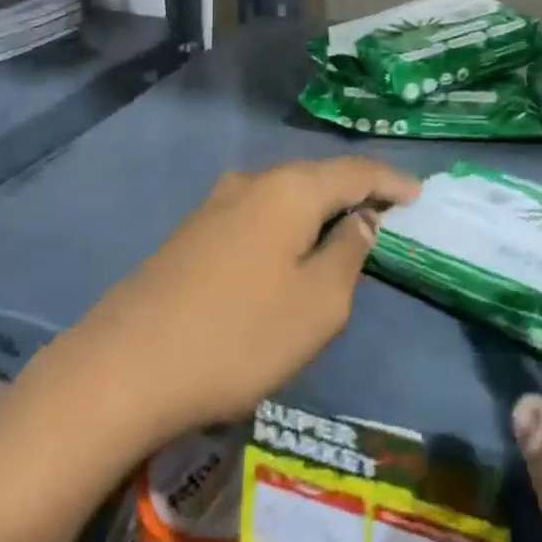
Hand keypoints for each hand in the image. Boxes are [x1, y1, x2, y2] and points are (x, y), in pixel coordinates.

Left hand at [18, 158, 421, 452]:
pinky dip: (286, 226)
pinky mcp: (190, 234)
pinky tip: (287, 250)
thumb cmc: (237, 336)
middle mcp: (252, 183)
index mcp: (290, 190)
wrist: (122, 369)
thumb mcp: (317, 305)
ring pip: (284, 196)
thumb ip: (348, 254)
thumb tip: (361, 220)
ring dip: (318, 209)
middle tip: (385, 211)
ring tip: (342, 229)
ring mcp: (215, 206)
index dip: (391, 181)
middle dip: (354, 191)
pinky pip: (257, 216)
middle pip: (318, 177)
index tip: (419, 194)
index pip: (356, 171)